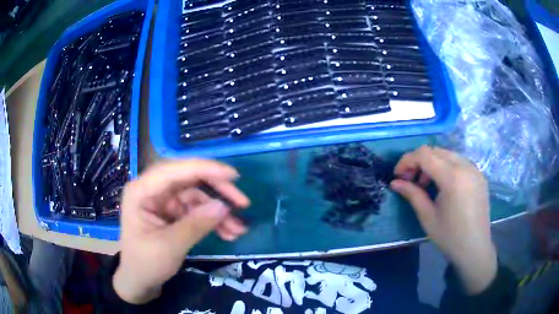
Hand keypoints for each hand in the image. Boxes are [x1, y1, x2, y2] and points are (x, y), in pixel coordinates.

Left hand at [113, 160, 249, 303]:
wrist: (139, 281)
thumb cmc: (145, 264)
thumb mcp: (170, 246)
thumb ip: (195, 225)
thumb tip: (224, 206)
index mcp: (142, 190)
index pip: (175, 170)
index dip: (205, 169)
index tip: (233, 176)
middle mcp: (153, 189)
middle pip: (189, 179)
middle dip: (217, 190)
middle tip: (243, 203)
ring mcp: (164, 201)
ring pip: (197, 196)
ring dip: (219, 212)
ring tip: (239, 229)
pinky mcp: (173, 212)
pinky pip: (197, 210)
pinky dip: (213, 221)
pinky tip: (228, 233)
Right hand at [390, 146, 496, 294]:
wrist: (475, 248)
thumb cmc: (450, 236)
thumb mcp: (427, 217)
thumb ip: (412, 194)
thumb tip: (395, 182)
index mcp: (452, 177)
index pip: (424, 154)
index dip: (407, 160)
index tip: (398, 176)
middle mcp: (465, 166)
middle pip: (435, 151)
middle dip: (419, 161)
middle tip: (411, 180)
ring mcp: (474, 169)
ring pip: (448, 154)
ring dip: (433, 163)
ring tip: (427, 184)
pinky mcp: (479, 175)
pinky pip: (459, 161)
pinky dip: (446, 167)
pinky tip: (443, 185)